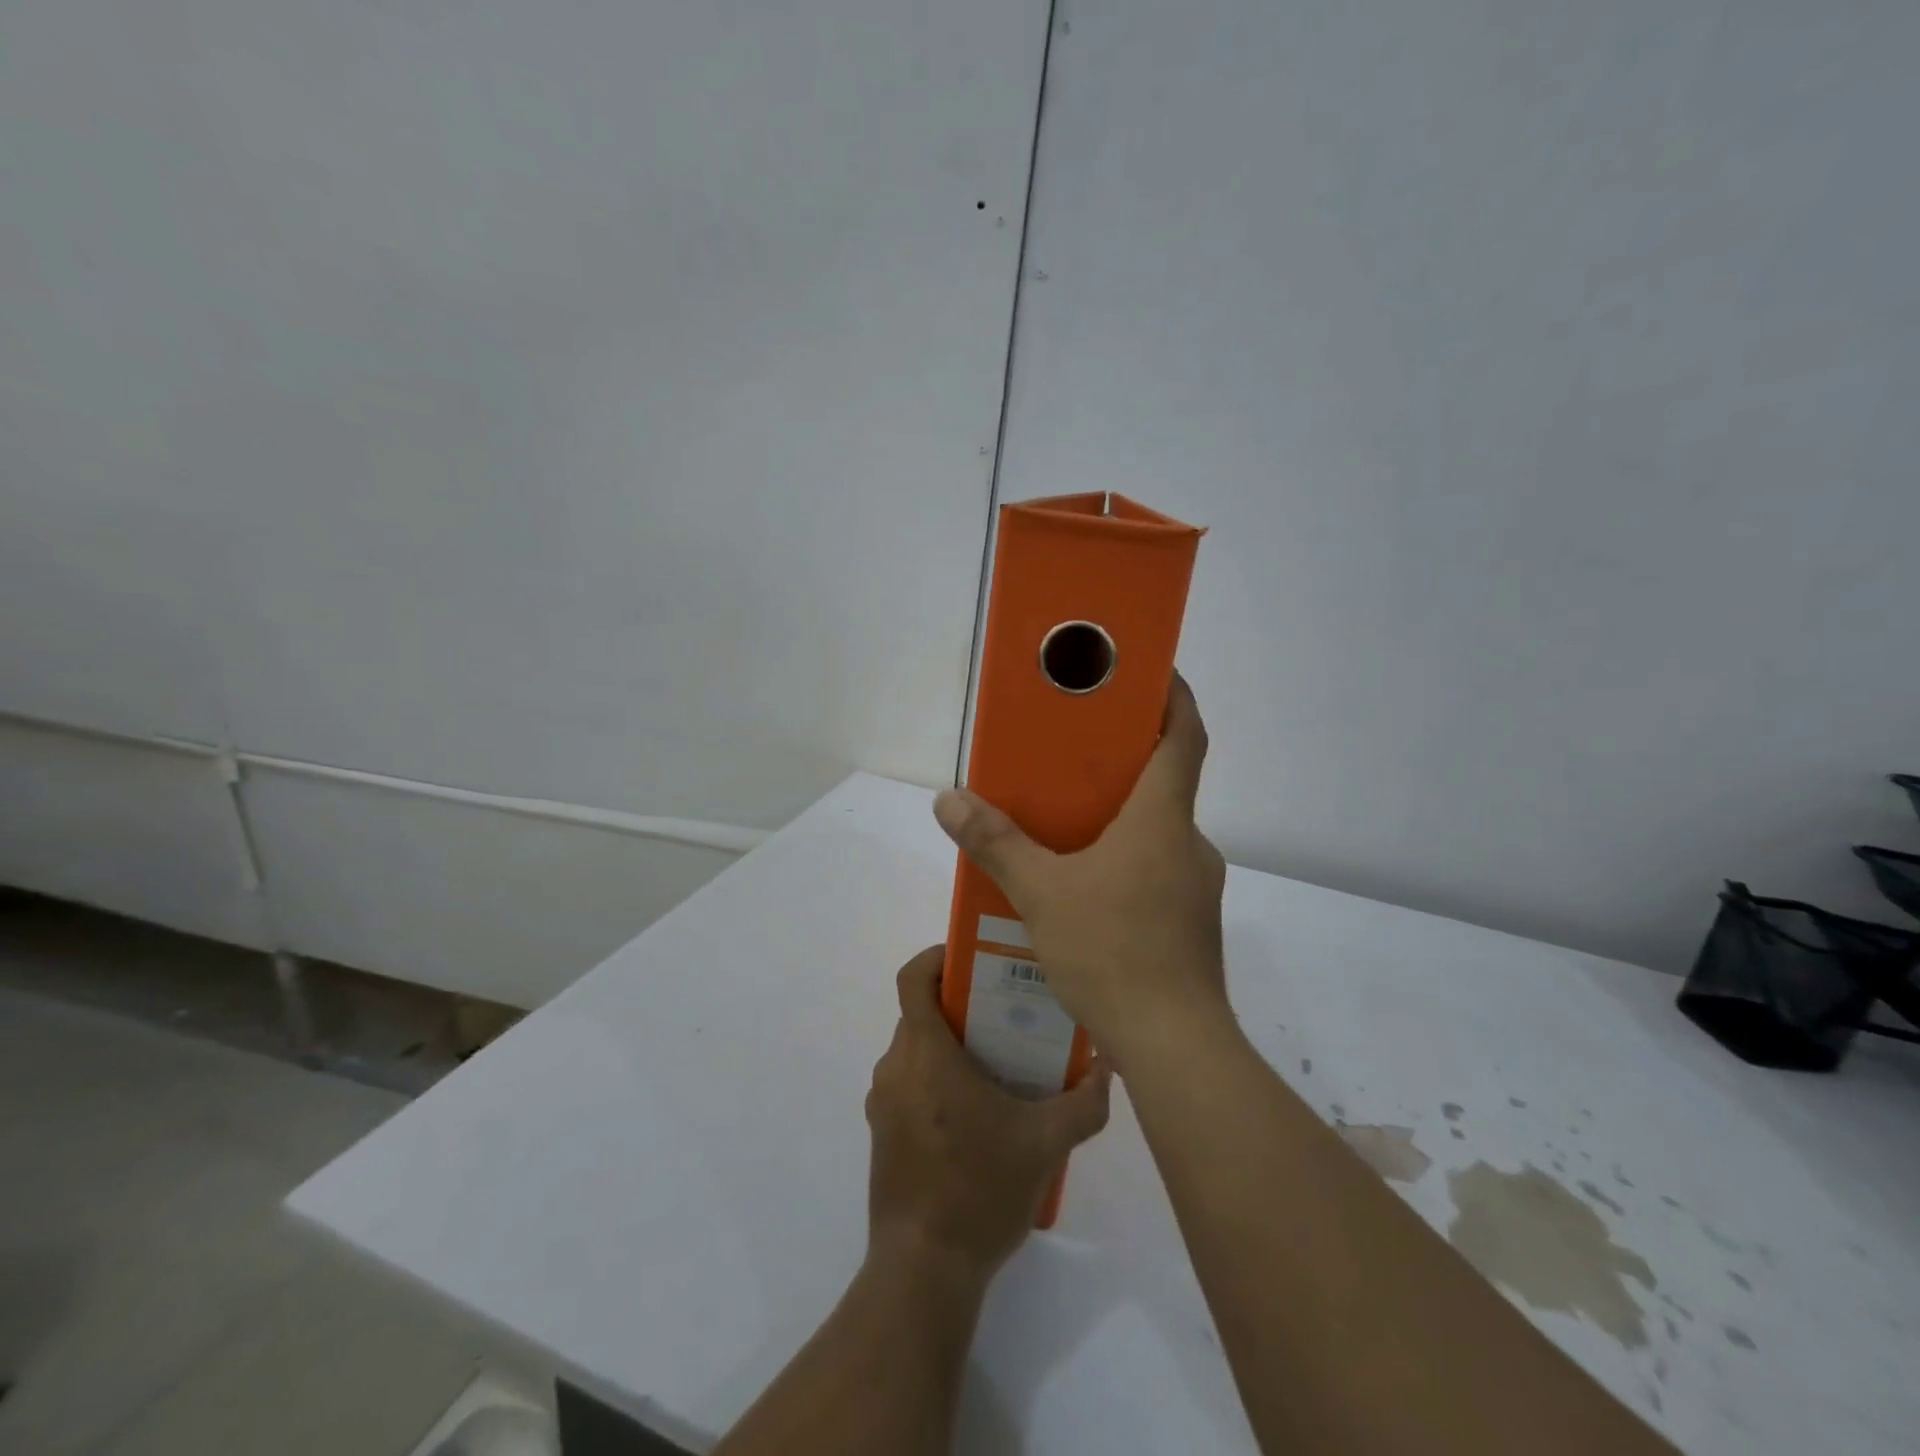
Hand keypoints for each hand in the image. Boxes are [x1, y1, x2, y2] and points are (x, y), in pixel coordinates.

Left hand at [866, 947, 1111, 1280]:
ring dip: (951, 1047)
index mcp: (925, 1055)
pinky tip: (978, 1115)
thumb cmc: (980, 1190)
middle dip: (961, 1006)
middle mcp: (895, 1068)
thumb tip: (1108, 1068)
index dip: (937, 957)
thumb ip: (1084, 1102)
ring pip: (917, 1051)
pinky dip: (938, 1079)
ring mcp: (884, 1103)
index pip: (914, 979)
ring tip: (1000, 1065)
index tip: (972, 959)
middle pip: (922, 1014)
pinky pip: (910, 1084)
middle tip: (1007, 1014)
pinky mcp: (883, 1133)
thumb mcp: (1046, 1144)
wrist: (924, 1269)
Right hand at [932, 672, 1228, 1068]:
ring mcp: (1196, 887)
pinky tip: (1086, 891)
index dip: (1174, 696)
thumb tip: (949, 800)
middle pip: (1167, 783)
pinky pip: (1157, 872)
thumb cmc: (1114, 952)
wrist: (1175, 1048)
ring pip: (1159, 833)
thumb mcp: (1041, 893)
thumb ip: (995, 843)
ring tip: (1069, 828)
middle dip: (1126, 763)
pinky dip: (1126, 863)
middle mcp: (1189, 844)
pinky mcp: (1192, 924)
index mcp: (1163, 819)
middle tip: (1076, 757)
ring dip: (1122, 820)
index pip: (1185, 737)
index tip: (1152, 673)